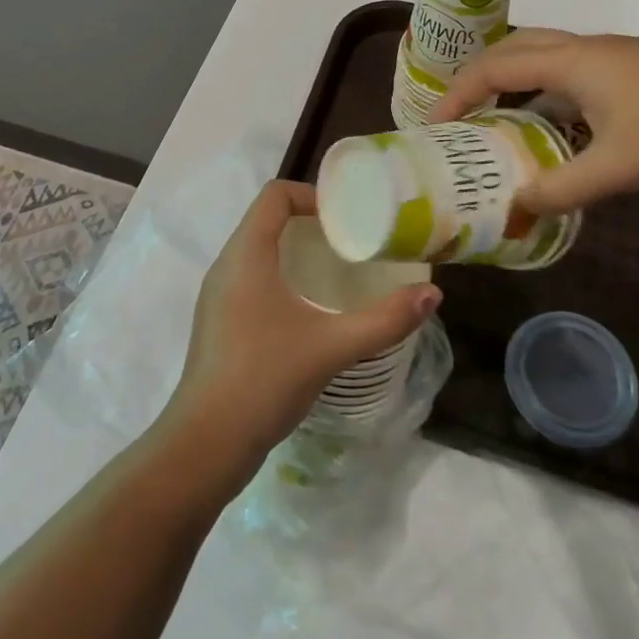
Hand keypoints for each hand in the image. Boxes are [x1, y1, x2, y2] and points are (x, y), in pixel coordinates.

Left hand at [163, 181, 442, 476]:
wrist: (205, 444)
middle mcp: (226, 265)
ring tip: (335, 273)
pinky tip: (307, 310)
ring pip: (257, 251)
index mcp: (246, 254)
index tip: (347, 218)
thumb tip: (432, 294)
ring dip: (294, 251)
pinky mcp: (218, 322)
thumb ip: (384, 320)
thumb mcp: (332, 346)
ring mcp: (217, 295)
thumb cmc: (265, 379)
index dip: (312, 194)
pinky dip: (279, 276)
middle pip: (266, 219)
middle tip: (351, 242)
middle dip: (309, 223)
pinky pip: (250, 278)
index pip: (274, 194)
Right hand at [429, 29, 638, 212]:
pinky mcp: (636, 78)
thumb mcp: (621, 166)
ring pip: (546, 64)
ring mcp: (615, 61)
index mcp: (573, 60)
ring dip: (515, 89)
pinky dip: (549, 102)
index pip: (494, 67)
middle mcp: (587, 50)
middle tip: (460, 118)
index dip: (458, 95)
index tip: (434, 128)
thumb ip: (563, 189)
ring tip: (497, 127)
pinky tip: (556, 136)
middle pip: (514, 51)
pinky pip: (573, 81)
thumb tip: (514, 210)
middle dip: (479, 81)